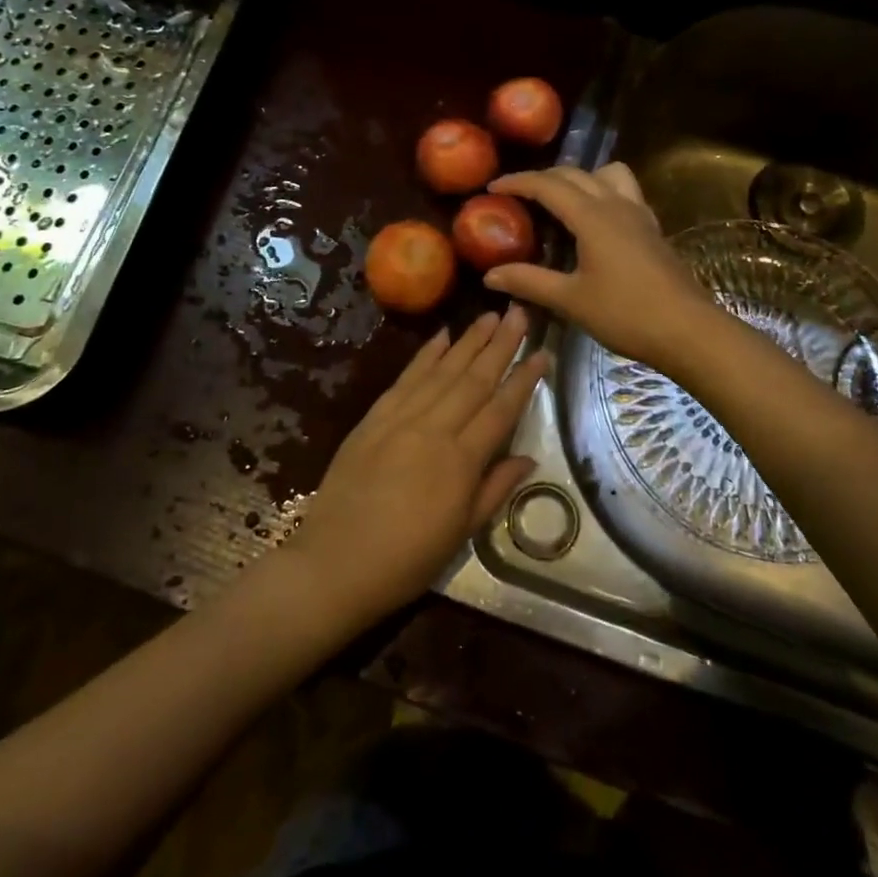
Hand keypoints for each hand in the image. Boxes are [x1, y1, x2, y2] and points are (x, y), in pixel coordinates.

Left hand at [285, 306, 545, 623]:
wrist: (335, 564)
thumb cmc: (406, 560)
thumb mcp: (461, 534)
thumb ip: (495, 489)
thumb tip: (529, 458)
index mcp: (461, 462)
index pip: (501, 410)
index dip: (524, 380)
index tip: (543, 352)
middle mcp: (434, 430)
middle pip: (474, 379)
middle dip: (501, 344)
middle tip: (520, 312)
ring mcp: (400, 419)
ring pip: (442, 371)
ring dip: (468, 341)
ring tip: (491, 315)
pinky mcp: (374, 418)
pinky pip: (406, 378)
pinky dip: (425, 355)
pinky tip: (441, 336)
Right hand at [484, 164, 721, 375]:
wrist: (689, 330)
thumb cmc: (627, 314)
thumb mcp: (571, 300)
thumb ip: (529, 281)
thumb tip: (490, 275)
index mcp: (592, 216)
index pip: (548, 185)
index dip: (517, 182)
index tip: (491, 187)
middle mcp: (616, 204)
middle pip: (575, 174)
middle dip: (542, 178)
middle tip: (517, 195)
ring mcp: (639, 214)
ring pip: (607, 175)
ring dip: (579, 178)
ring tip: (560, 201)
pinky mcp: (652, 229)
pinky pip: (624, 192)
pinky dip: (602, 192)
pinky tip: (594, 222)